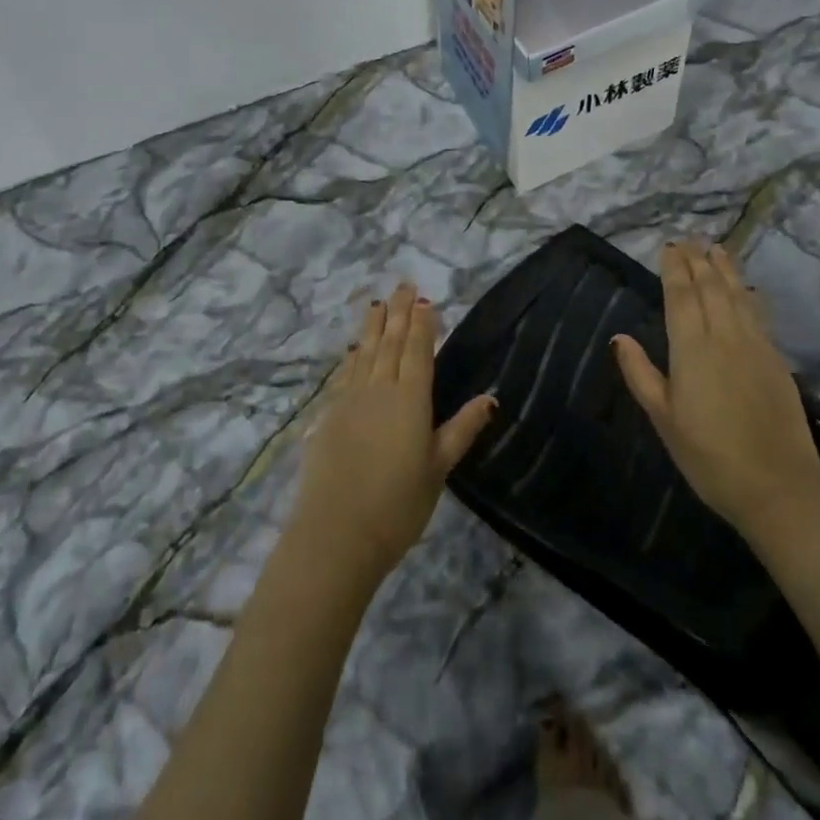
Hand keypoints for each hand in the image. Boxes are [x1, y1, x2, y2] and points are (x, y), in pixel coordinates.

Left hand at [287, 283, 496, 587]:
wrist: (336, 534)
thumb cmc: (397, 505)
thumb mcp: (438, 469)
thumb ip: (462, 429)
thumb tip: (490, 398)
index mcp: (410, 399)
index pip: (418, 350)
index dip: (423, 323)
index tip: (425, 300)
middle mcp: (379, 389)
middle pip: (390, 342)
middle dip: (399, 312)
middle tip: (403, 285)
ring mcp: (350, 400)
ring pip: (365, 352)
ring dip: (373, 326)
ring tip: (378, 303)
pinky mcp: (328, 415)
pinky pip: (344, 373)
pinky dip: (352, 355)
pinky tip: (354, 347)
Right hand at [613, 242, 819, 543]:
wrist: (778, 489)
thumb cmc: (709, 457)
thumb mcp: (663, 419)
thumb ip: (640, 375)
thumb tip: (620, 338)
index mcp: (692, 350)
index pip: (681, 297)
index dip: (674, 269)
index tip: (669, 247)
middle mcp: (725, 338)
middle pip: (711, 288)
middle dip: (698, 261)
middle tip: (689, 239)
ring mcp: (756, 348)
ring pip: (738, 296)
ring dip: (725, 269)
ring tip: (716, 248)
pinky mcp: (776, 361)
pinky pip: (758, 315)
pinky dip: (748, 294)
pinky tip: (745, 289)